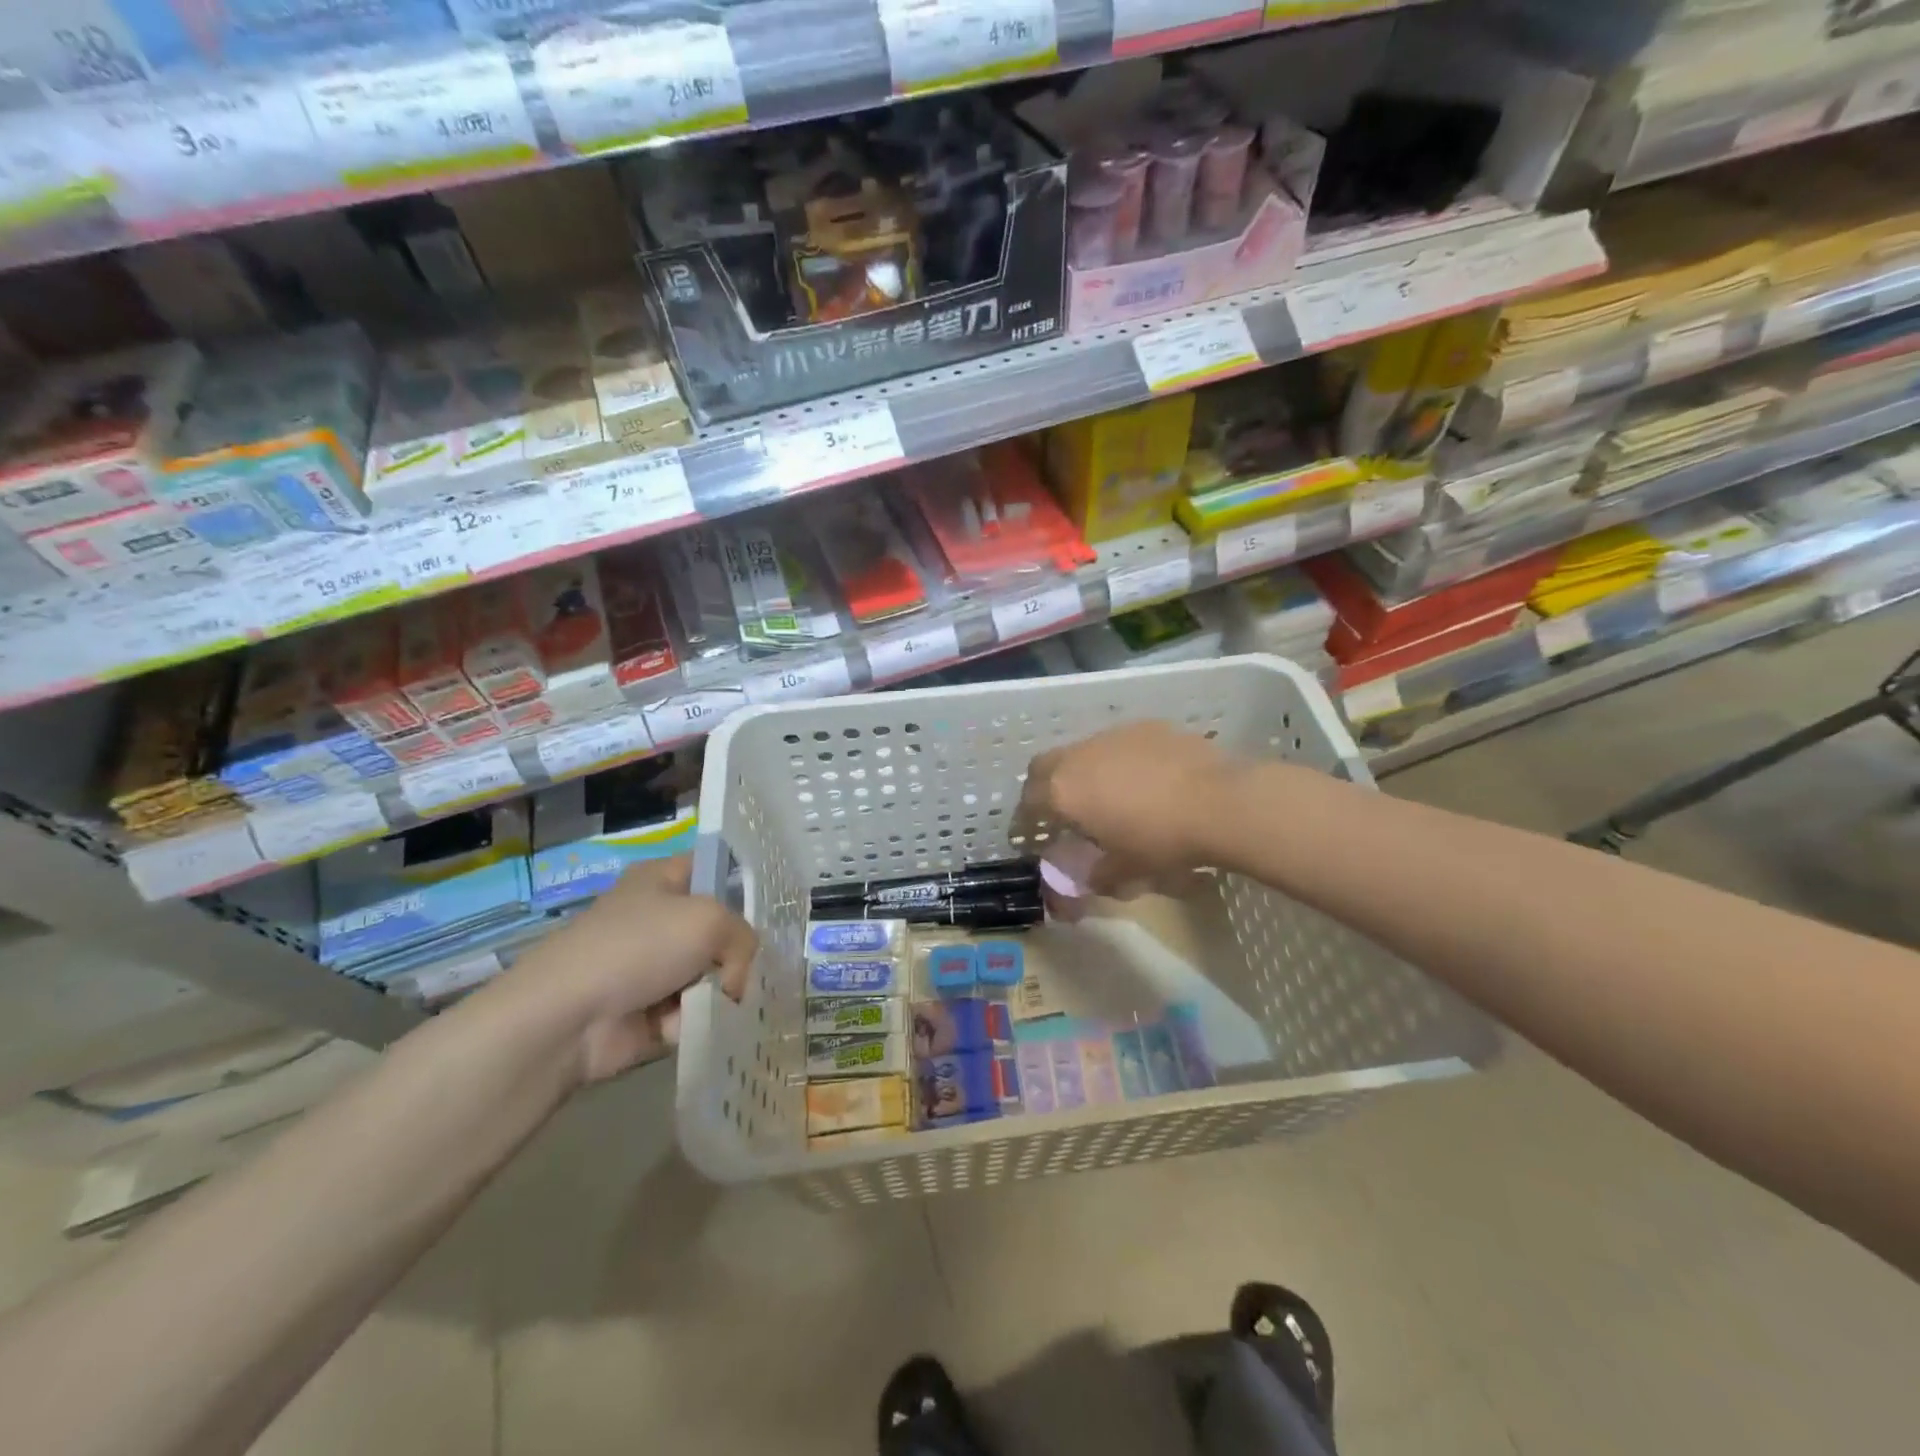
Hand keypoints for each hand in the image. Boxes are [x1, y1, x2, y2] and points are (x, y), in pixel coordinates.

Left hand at [491, 856, 756, 1081]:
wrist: (567, 1018)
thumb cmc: (638, 947)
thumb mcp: (710, 921)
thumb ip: (744, 938)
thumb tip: (734, 980)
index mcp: (662, 879)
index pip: (714, 868)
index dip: (742, 883)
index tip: (767, 910)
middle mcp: (658, 917)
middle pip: (719, 929)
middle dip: (735, 953)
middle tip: (744, 967)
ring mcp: (651, 966)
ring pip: (710, 974)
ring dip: (716, 993)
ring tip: (714, 1003)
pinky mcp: (646, 1010)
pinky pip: (691, 1011)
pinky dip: (692, 1021)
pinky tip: (681, 1026)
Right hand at [1019, 722, 1240, 899]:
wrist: (1220, 802)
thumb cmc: (1161, 841)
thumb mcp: (1125, 870)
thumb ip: (1094, 875)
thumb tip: (1083, 882)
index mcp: (1064, 792)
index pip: (1028, 802)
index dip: (1026, 820)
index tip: (1033, 835)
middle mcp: (1079, 756)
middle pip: (1044, 766)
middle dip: (1045, 787)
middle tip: (1062, 811)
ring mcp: (1112, 736)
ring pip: (1081, 751)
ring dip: (1083, 771)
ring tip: (1107, 794)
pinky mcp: (1145, 726)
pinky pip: (1118, 743)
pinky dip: (1118, 760)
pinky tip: (1144, 779)